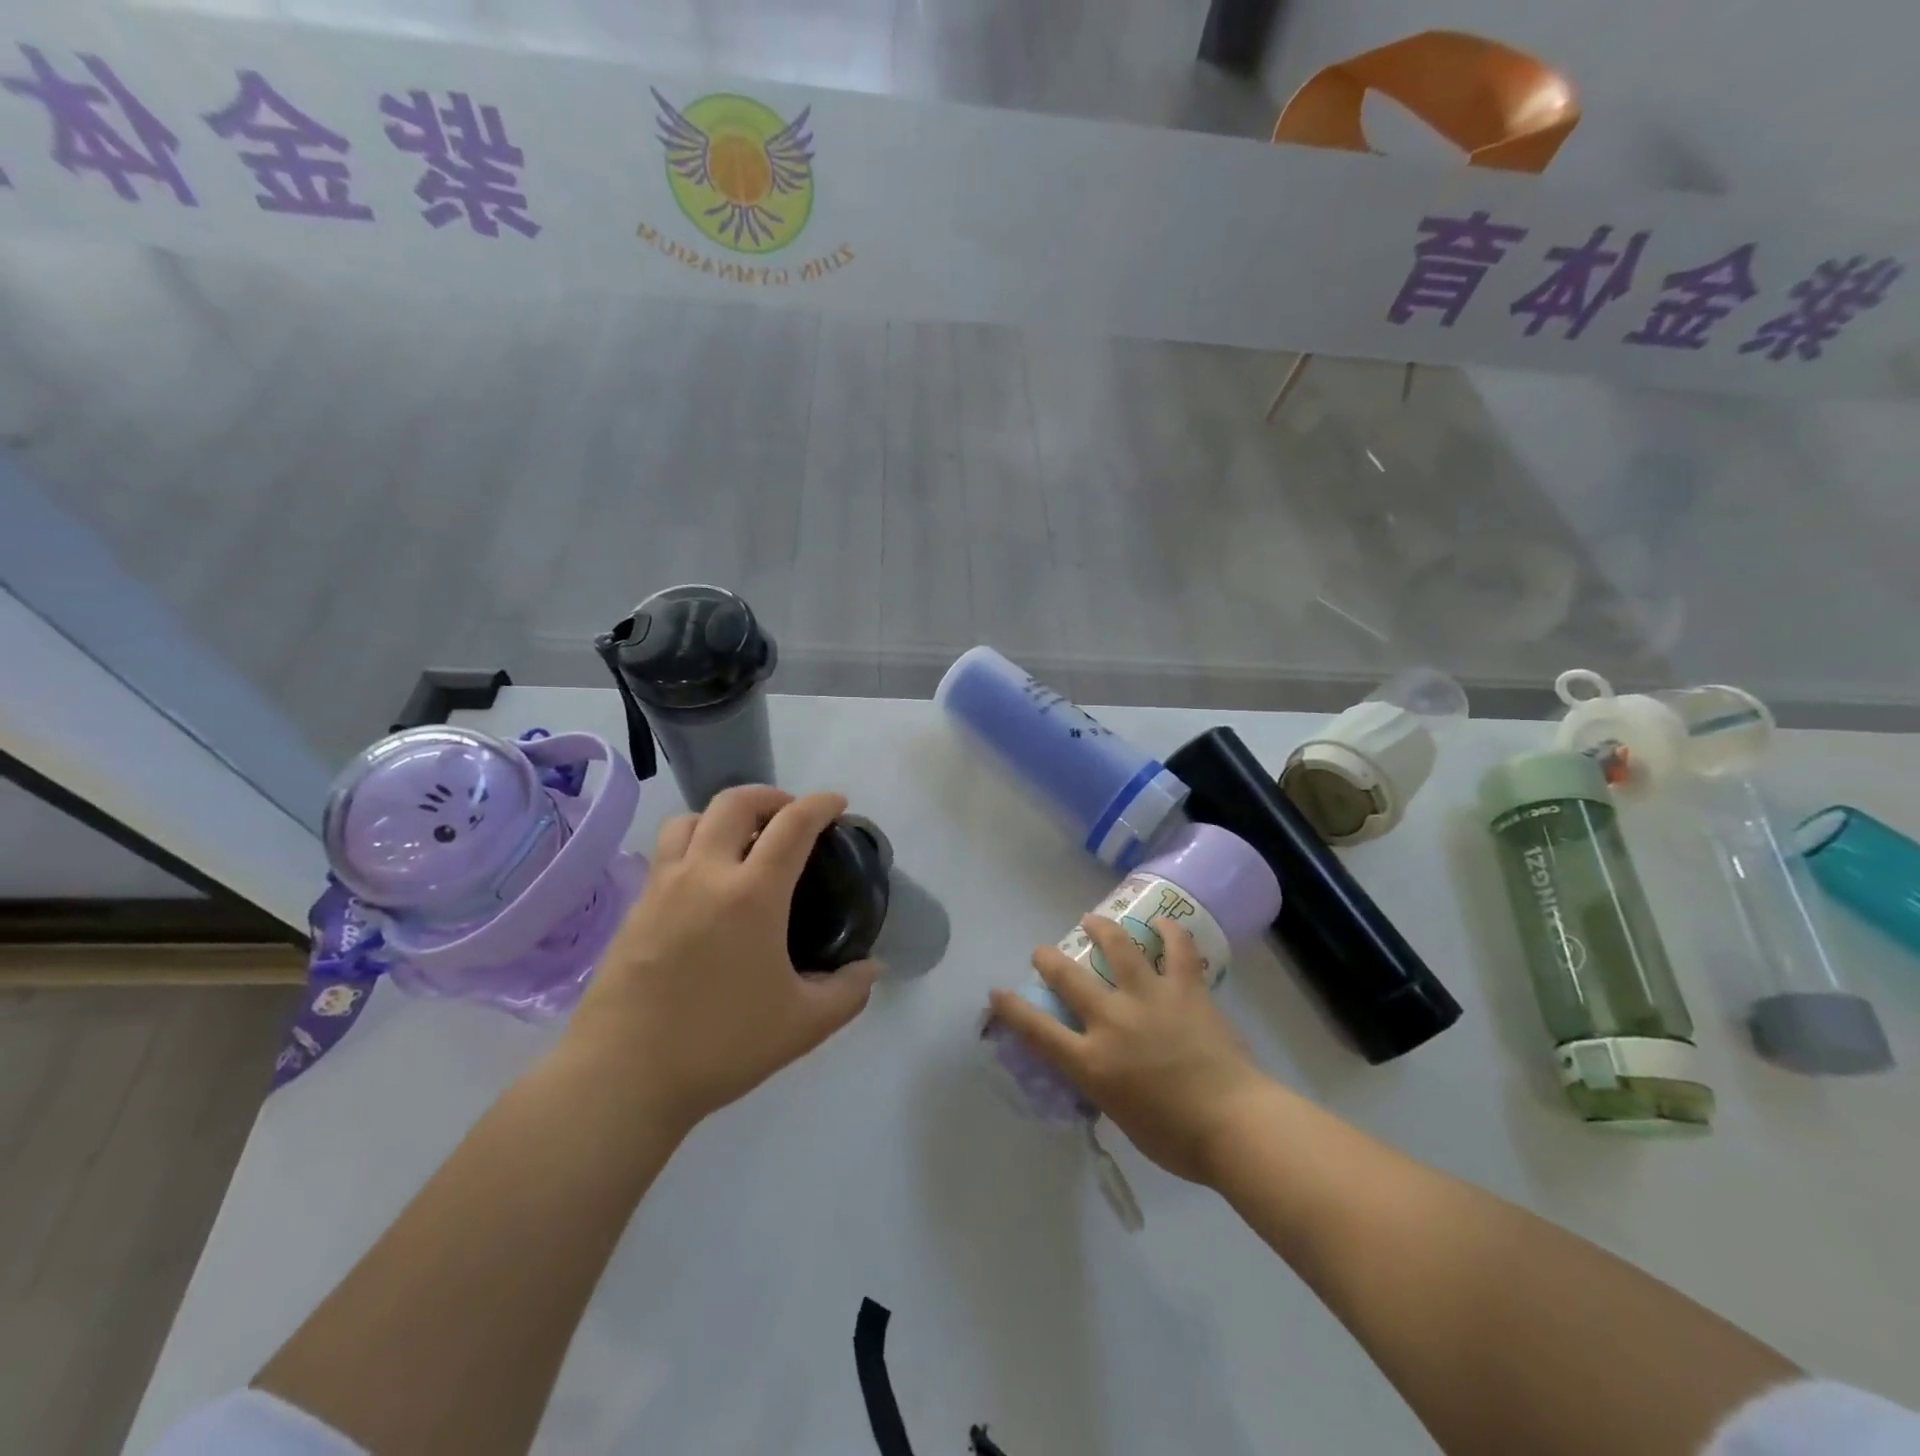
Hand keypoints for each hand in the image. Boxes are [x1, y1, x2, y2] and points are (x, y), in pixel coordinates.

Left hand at [567, 786, 880, 1129]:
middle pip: (735, 802)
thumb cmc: (721, 1045)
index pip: (793, 824)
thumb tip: (871, 968)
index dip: (820, 804)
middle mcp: (705, 874)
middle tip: (790, 817)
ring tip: (741, 843)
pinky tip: (705, 886)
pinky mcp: (634, 907)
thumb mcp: (804, 1024)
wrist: (622, 1076)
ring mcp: (662, 887)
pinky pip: (666, 853)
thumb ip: (849, 991)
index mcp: (752, 894)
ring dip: (723, 816)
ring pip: (690, 819)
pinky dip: (693, 846)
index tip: (837, 803)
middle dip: (771, 796)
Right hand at [988, 915, 1274, 1185]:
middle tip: (1042, 952)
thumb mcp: (1121, 1116)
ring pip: (1117, 947)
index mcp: (1093, 1062)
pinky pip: (1177, 950)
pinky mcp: (1185, 990)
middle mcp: (1113, 1021)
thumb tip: (1100, 1068)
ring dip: (1100, 929)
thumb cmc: (1177, 1139)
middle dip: (1048, 960)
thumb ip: (1103, 1085)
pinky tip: (1162, 922)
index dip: (1012, 1008)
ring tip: (1091, 920)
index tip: (997, 993)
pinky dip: (1169, 932)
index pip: (1038, 1030)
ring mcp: (1150, 999)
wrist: (1237, 1125)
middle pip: (1068, 978)